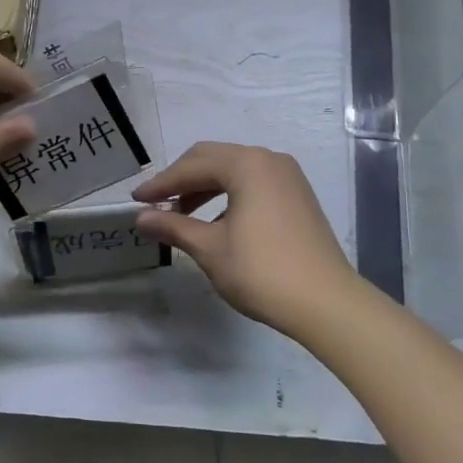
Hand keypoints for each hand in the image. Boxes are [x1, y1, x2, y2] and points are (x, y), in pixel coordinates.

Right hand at [133, 142, 355, 335]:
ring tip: (181, 214)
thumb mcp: (210, 249)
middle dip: (181, 179)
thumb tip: (141, 218)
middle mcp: (268, 160)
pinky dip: (228, 195)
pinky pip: (253, 183)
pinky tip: (216, 221)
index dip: (160, 184)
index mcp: (246, 164)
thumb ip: (174, 227)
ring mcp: (288, 177)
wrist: (326, 303)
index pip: (192, 167)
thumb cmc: (262, 271)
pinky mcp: (298, 196)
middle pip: (213, 159)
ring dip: (204, 187)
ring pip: (233, 170)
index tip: (136, 200)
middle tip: (155, 203)